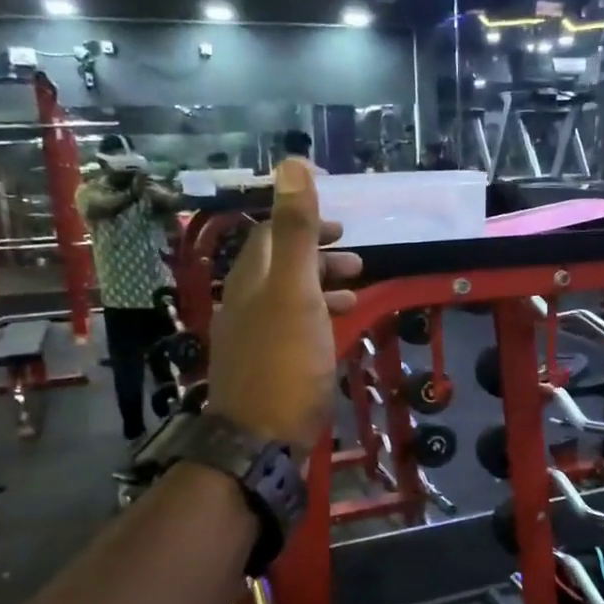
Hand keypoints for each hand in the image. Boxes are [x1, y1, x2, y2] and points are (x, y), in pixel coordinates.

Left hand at [208, 160, 360, 454]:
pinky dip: (319, 317)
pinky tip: (339, 328)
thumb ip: (294, 231)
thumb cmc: (285, 363)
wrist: (261, 440)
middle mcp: (247, 304)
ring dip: (322, 285)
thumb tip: (292, 163)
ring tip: (357, 287)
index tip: (341, 225)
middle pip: (280, 266)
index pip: (270, 235)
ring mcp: (256, 338)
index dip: (303, 221)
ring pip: (289, 298)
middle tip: (357, 257)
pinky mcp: (269, 368)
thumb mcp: (294, 291)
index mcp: (251, 281)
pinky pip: (294, 328)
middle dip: (317, 254)